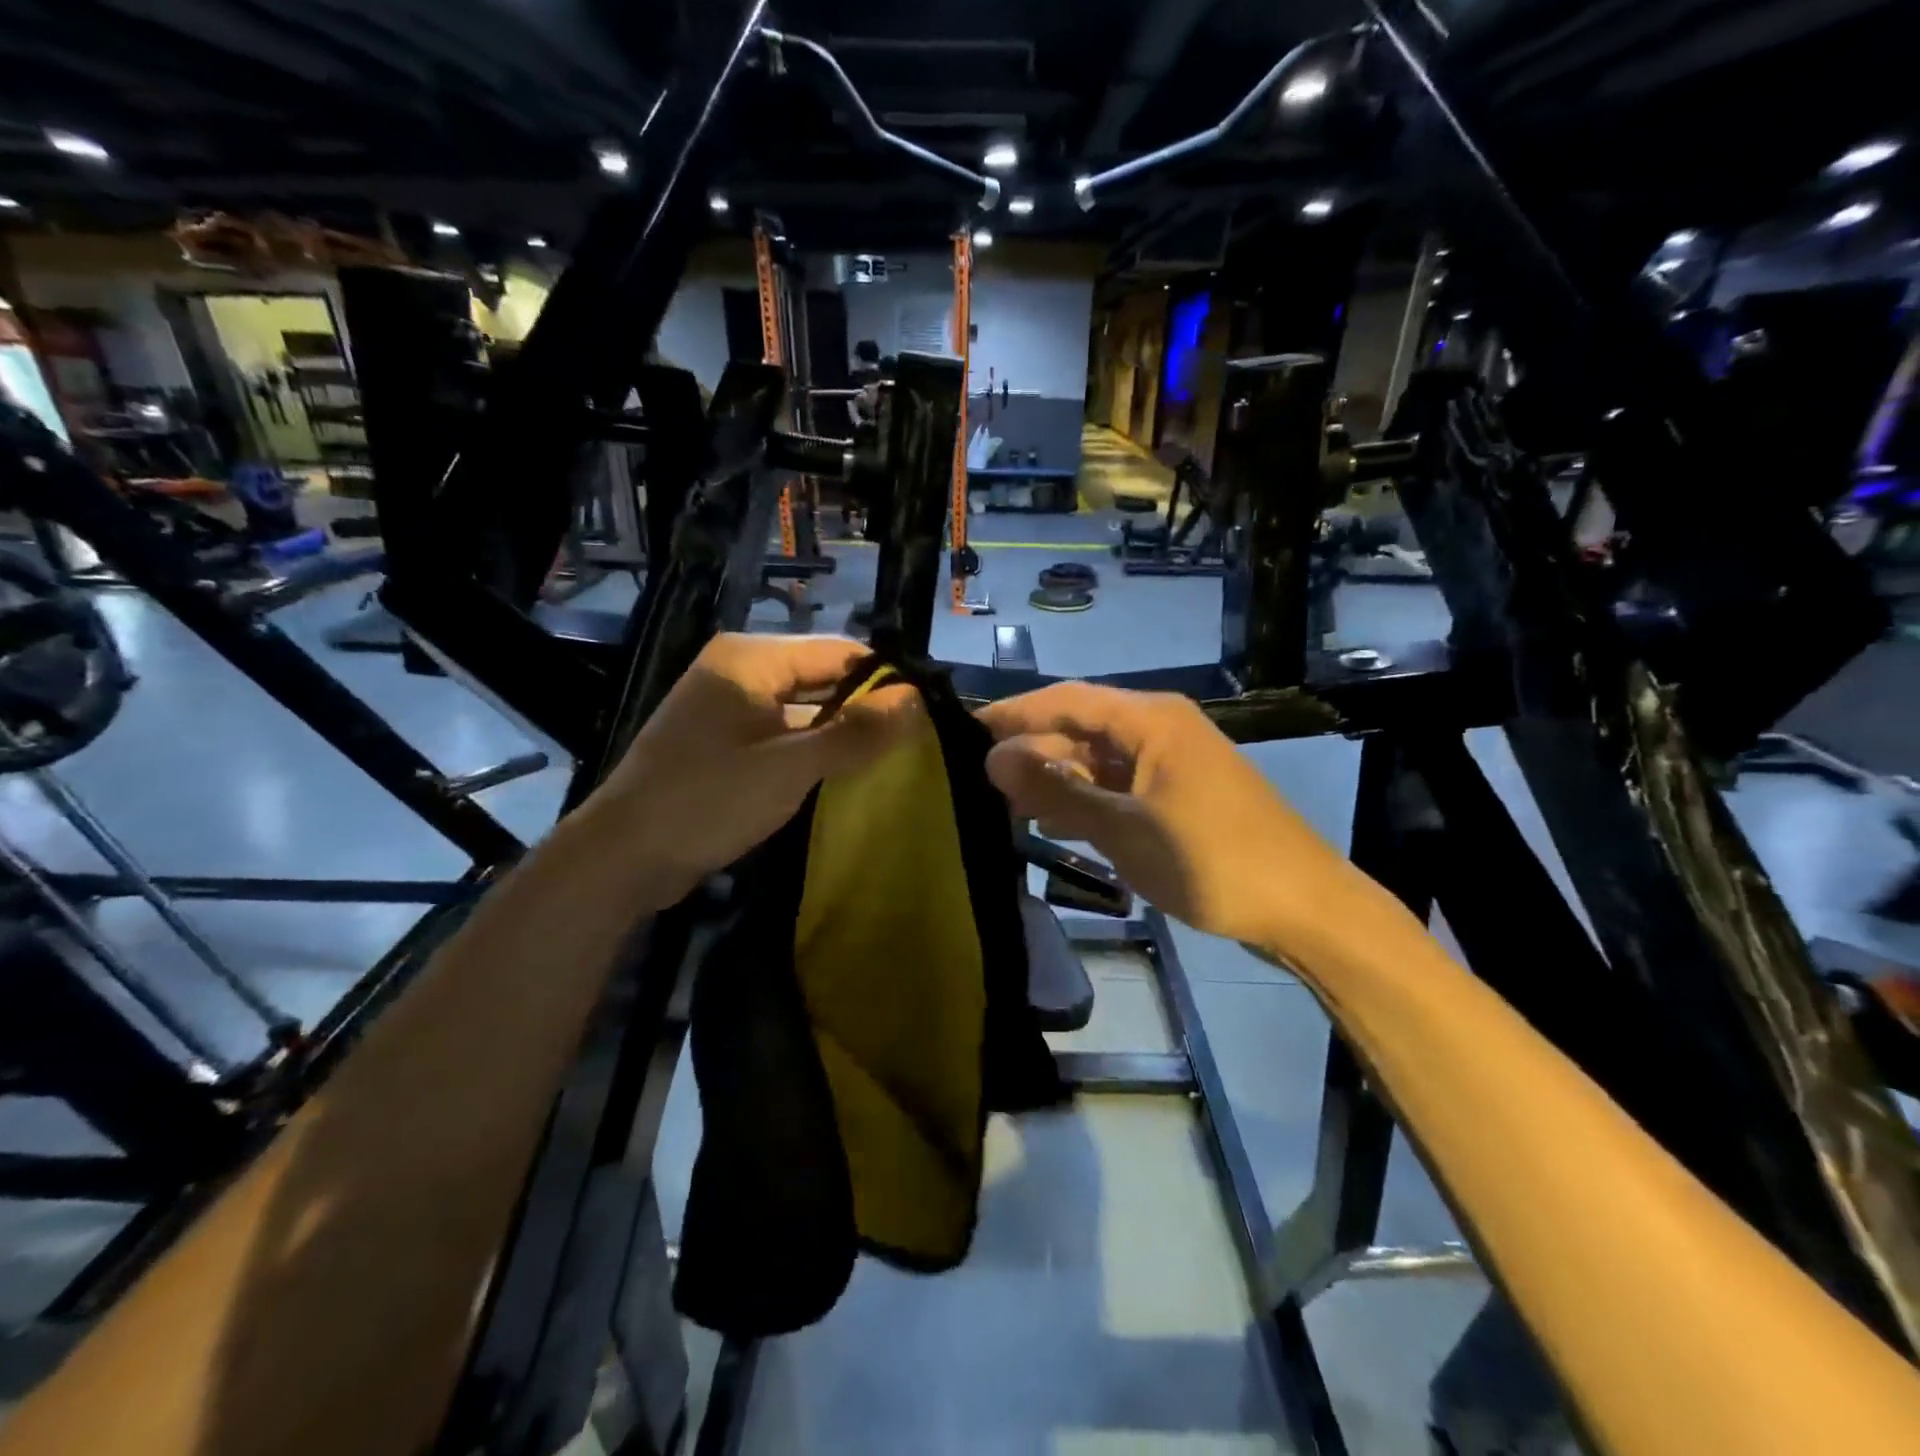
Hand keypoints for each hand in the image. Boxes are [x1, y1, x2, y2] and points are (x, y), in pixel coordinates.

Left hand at [599, 633, 915, 906]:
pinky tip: (843, 774)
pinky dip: (812, 750)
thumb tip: (916, 699)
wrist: (622, 857)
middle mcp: (739, 672)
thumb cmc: (707, 800)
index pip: (838, 652)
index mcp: (751, 659)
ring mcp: (728, 708)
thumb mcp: (790, 767)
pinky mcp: (723, 742)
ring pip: (803, 709)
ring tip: (891, 757)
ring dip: (840, 732)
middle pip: (821, 678)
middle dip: (865, 707)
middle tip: (915, 739)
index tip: (927, 710)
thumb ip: (856, 733)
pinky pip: (782, 734)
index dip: (885, 678)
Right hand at [978, 683, 1377, 955]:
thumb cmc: (1213, 860)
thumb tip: (993, 758)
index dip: (1012, 714)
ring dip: (1054, 782)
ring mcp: (1169, 762)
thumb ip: (1058, 792)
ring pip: (1095, 761)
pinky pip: (1116, 786)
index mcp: (1149, 718)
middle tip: (975, 785)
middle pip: (1078, 729)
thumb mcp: (1125, 828)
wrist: (1304, 906)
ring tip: (1002, 806)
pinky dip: (1084, 802)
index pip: (1064, 699)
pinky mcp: (1176, 795)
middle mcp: (1157, 728)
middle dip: (1030, 754)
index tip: (961, 734)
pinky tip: (1053, 824)